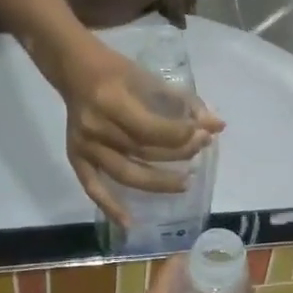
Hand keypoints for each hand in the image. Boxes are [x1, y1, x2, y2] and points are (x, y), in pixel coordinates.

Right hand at [41, 33, 224, 223]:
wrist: (75, 69)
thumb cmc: (118, 71)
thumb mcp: (150, 78)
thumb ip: (184, 102)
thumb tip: (217, 125)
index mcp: (112, 102)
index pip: (153, 129)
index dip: (181, 135)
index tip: (202, 133)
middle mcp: (96, 127)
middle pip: (143, 151)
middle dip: (178, 153)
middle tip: (201, 149)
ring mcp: (84, 146)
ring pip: (126, 173)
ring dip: (158, 182)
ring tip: (185, 183)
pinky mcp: (76, 157)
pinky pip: (93, 187)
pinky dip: (110, 207)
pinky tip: (129, 223)